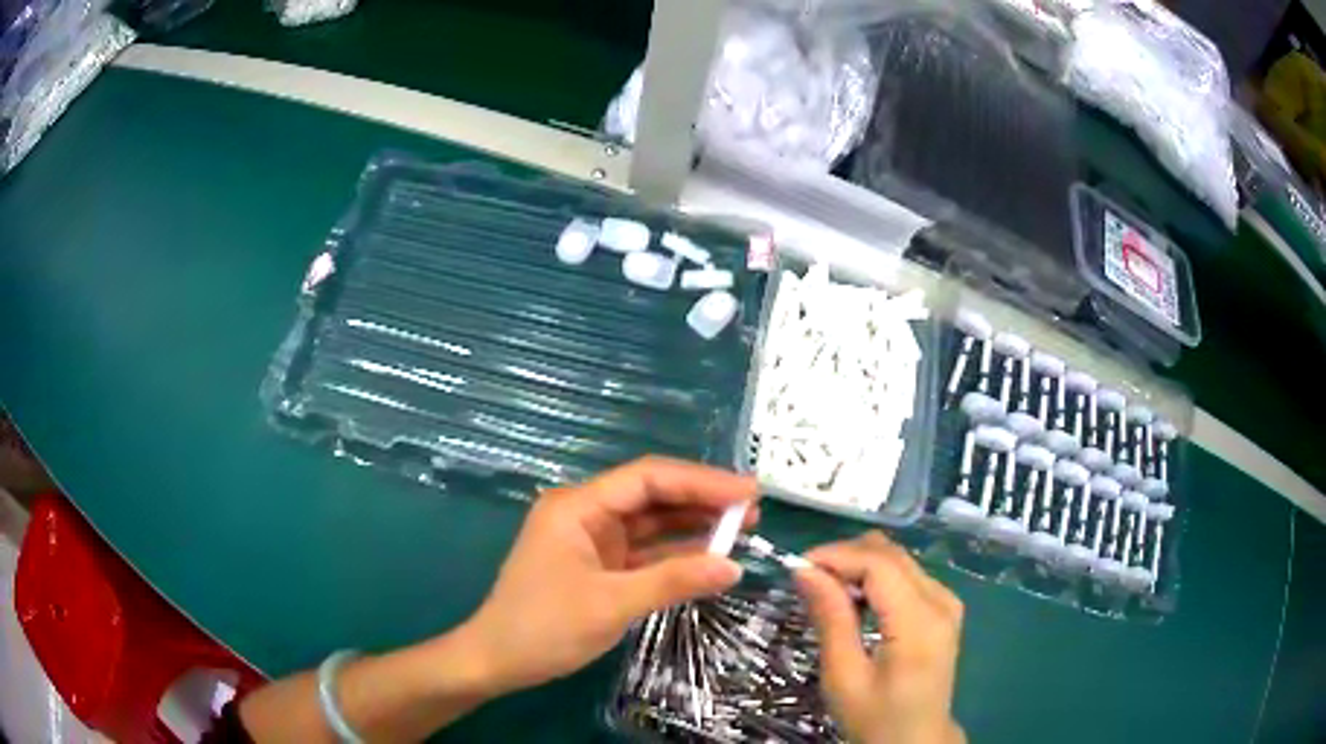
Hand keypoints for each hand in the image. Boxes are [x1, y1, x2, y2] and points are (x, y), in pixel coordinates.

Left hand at [460, 457, 757, 693]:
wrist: (499, 660)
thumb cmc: (545, 627)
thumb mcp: (612, 604)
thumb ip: (673, 581)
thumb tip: (734, 566)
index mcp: (579, 507)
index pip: (648, 479)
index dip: (701, 481)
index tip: (748, 491)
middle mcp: (587, 513)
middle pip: (652, 496)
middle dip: (702, 500)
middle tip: (753, 510)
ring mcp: (593, 540)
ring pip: (652, 523)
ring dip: (693, 526)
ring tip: (744, 528)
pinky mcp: (600, 565)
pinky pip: (645, 552)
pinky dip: (676, 555)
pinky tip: (711, 556)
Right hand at [795, 532, 964, 743]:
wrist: (916, 740)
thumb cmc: (876, 716)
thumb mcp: (844, 676)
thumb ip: (830, 619)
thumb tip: (804, 571)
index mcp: (919, 621)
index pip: (879, 563)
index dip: (836, 555)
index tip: (796, 567)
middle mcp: (941, 600)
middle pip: (891, 554)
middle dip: (845, 557)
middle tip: (807, 581)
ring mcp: (947, 601)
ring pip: (898, 559)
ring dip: (859, 565)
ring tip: (827, 593)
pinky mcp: (944, 608)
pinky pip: (907, 575)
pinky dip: (876, 578)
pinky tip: (855, 601)